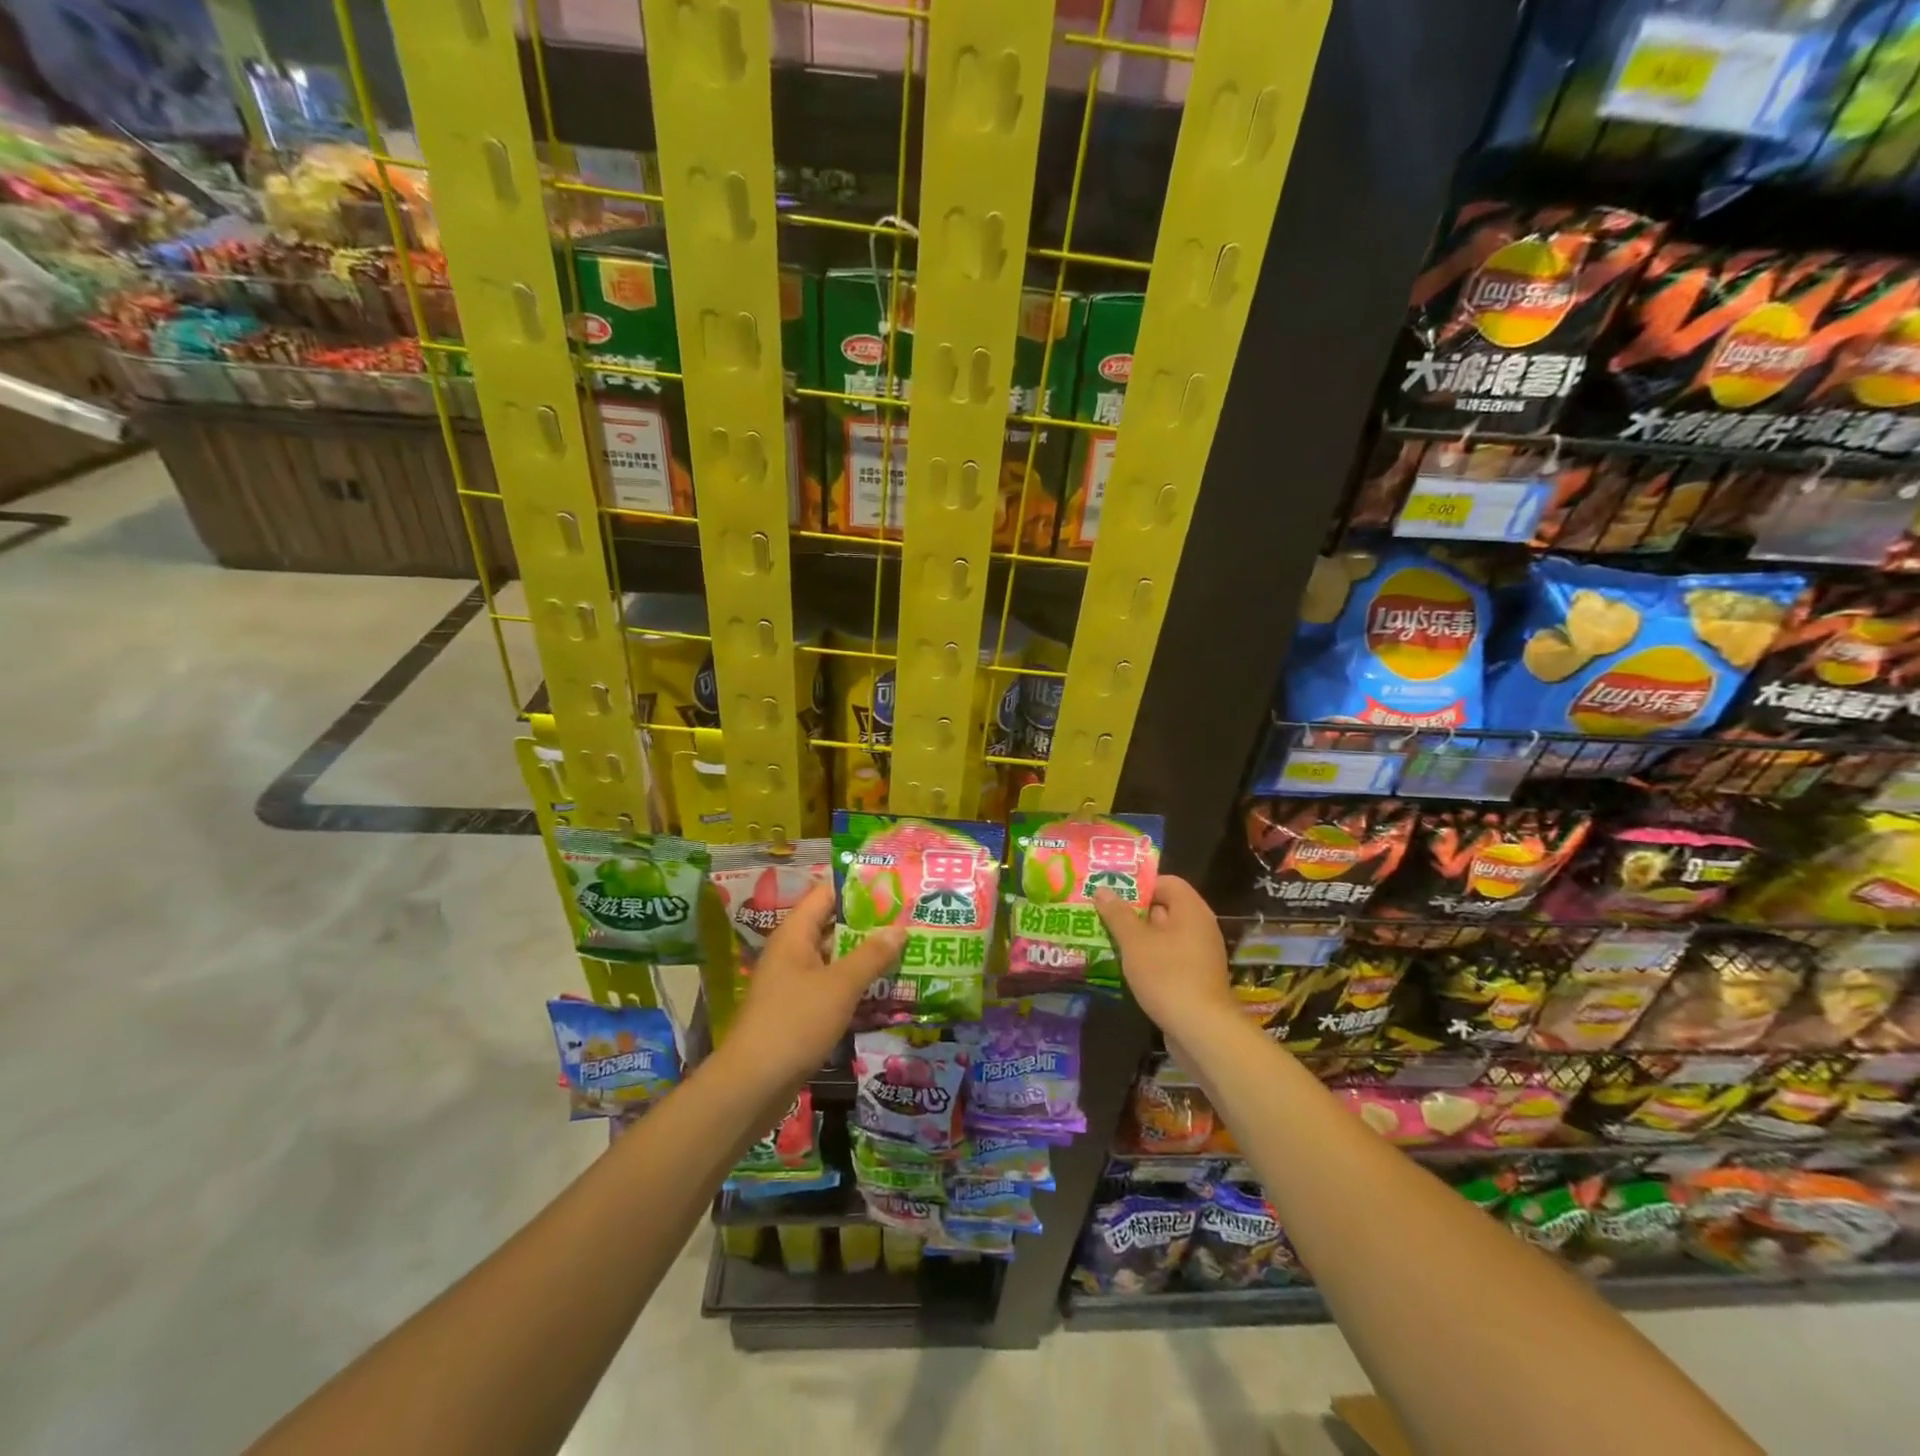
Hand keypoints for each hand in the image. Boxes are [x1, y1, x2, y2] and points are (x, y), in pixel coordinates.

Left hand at [721, 883, 905, 1087]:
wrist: (752, 1085)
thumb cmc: (795, 1023)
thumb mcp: (840, 986)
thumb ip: (872, 956)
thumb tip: (900, 928)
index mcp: (795, 935)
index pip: (826, 895)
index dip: (858, 888)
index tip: (893, 886)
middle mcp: (793, 952)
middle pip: (834, 926)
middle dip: (870, 925)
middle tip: (910, 920)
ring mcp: (795, 983)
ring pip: (836, 959)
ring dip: (866, 957)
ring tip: (907, 951)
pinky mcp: (800, 1011)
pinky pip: (832, 987)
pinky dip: (856, 986)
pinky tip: (886, 990)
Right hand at [1094, 876, 1234, 1044]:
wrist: (1201, 1030)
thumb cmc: (1167, 975)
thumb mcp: (1134, 942)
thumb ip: (1118, 914)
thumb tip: (1102, 889)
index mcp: (1191, 909)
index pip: (1166, 882)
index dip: (1139, 885)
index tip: (1113, 895)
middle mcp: (1200, 927)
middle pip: (1164, 908)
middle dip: (1133, 912)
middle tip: (1103, 915)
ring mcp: (1200, 954)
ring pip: (1164, 935)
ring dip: (1138, 937)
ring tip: (1107, 940)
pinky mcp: (1196, 978)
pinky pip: (1169, 957)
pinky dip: (1149, 958)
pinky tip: (1126, 967)